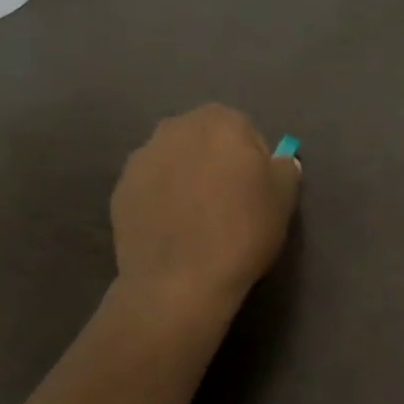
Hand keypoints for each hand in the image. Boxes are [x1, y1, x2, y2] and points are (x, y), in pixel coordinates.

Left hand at [111, 104, 300, 313]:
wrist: (178, 282)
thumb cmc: (240, 233)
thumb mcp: (284, 200)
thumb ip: (285, 169)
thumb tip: (279, 161)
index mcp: (219, 120)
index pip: (244, 131)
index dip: (253, 161)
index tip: (255, 192)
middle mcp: (175, 127)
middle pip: (204, 140)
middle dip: (215, 163)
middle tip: (226, 204)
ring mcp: (141, 157)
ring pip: (173, 161)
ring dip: (184, 178)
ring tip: (195, 219)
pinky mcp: (119, 188)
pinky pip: (150, 187)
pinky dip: (160, 200)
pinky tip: (171, 229)